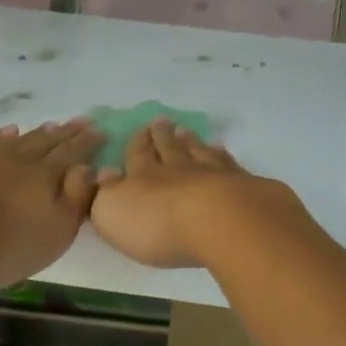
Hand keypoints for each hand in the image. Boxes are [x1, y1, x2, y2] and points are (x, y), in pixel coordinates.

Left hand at [0, 120, 102, 290]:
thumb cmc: (1, 244)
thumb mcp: (53, 234)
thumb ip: (75, 201)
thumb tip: (90, 170)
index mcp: (45, 177)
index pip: (72, 155)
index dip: (86, 144)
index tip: (99, 131)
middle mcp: (17, 160)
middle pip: (46, 143)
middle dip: (65, 133)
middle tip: (80, 121)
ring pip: (16, 140)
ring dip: (35, 133)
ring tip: (48, 125)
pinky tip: (3, 134)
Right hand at [89, 119, 287, 268]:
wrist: (218, 222)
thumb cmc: (157, 224)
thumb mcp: (113, 213)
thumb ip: (105, 194)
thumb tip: (104, 173)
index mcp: (143, 176)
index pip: (137, 155)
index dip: (137, 144)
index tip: (139, 130)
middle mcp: (177, 169)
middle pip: (169, 148)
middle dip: (162, 136)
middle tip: (161, 121)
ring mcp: (211, 174)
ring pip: (198, 152)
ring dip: (190, 141)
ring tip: (186, 130)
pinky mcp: (241, 185)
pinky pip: (228, 164)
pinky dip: (223, 155)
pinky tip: (222, 149)